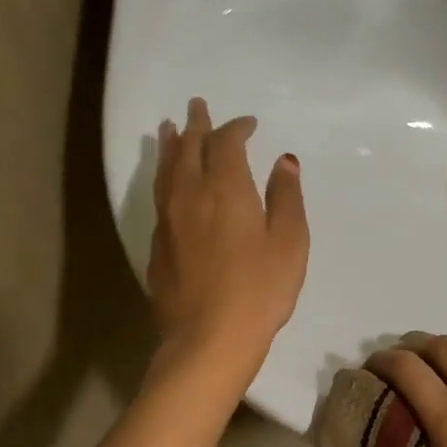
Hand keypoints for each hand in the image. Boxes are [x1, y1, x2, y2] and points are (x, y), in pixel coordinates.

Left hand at [147, 98, 307, 380]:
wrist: (207, 339)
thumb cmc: (259, 290)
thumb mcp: (289, 242)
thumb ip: (286, 197)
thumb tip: (284, 160)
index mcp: (225, 188)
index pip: (226, 143)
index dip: (236, 128)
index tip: (249, 123)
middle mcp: (190, 195)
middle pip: (188, 148)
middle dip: (195, 125)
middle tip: (197, 106)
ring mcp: (168, 220)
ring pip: (165, 170)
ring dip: (171, 146)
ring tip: (169, 130)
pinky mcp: (157, 246)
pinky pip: (159, 196)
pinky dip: (164, 176)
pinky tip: (168, 183)